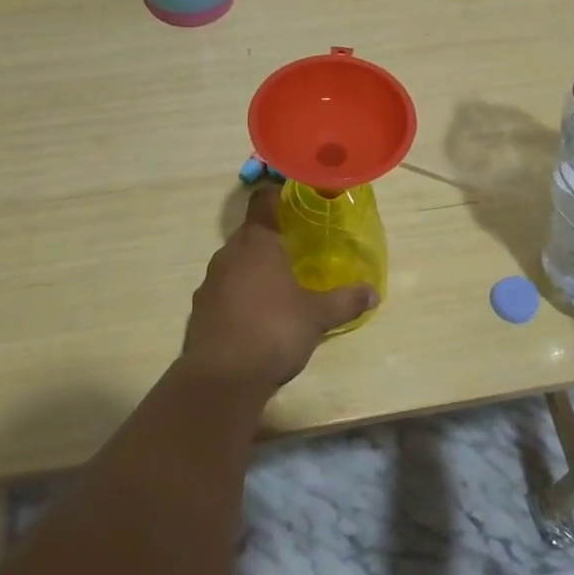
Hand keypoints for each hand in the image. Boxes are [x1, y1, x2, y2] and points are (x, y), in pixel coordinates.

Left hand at [182, 186, 377, 394]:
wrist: (221, 378)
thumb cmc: (273, 331)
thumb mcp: (317, 316)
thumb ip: (345, 301)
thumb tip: (373, 293)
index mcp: (257, 242)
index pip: (262, 201)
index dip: (277, 196)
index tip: (294, 200)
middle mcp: (229, 254)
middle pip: (250, 233)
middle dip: (271, 238)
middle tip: (297, 249)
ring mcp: (210, 282)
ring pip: (235, 263)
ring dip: (254, 269)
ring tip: (279, 285)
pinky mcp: (200, 310)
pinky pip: (224, 290)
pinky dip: (239, 295)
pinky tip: (256, 316)